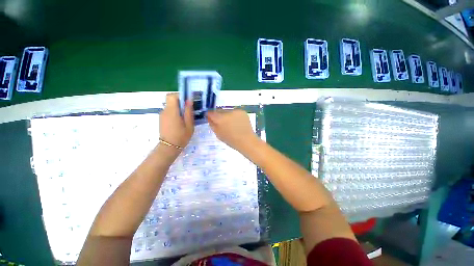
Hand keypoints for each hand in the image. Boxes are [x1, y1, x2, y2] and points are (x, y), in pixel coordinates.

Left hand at [159, 93, 193, 147]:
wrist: (169, 147)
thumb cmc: (181, 136)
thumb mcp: (189, 124)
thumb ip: (188, 111)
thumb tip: (189, 100)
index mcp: (172, 111)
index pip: (172, 96)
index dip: (180, 96)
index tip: (188, 101)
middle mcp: (165, 111)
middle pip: (171, 100)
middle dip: (180, 102)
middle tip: (189, 111)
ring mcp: (162, 115)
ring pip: (170, 106)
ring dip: (178, 108)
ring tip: (186, 118)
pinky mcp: (162, 119)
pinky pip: (169, 112)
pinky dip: (175, 113)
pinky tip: (180, 122)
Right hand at [207, 109, 259, 152]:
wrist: (247, 140)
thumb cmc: (231, 140)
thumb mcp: (218, 134)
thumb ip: (212, 124)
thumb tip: (210, 118)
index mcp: (220, 119)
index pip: (211, 112)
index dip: (209, 115)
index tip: (210, 118)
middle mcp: (227, 112)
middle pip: (219, 111)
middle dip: (219, 116)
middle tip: (222, 123)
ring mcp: (236, 111)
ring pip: (227, 111)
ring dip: (227, 115)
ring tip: (231, 124)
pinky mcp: (242, 111)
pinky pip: (235, 112)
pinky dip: (234, 116)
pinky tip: (237, 122)